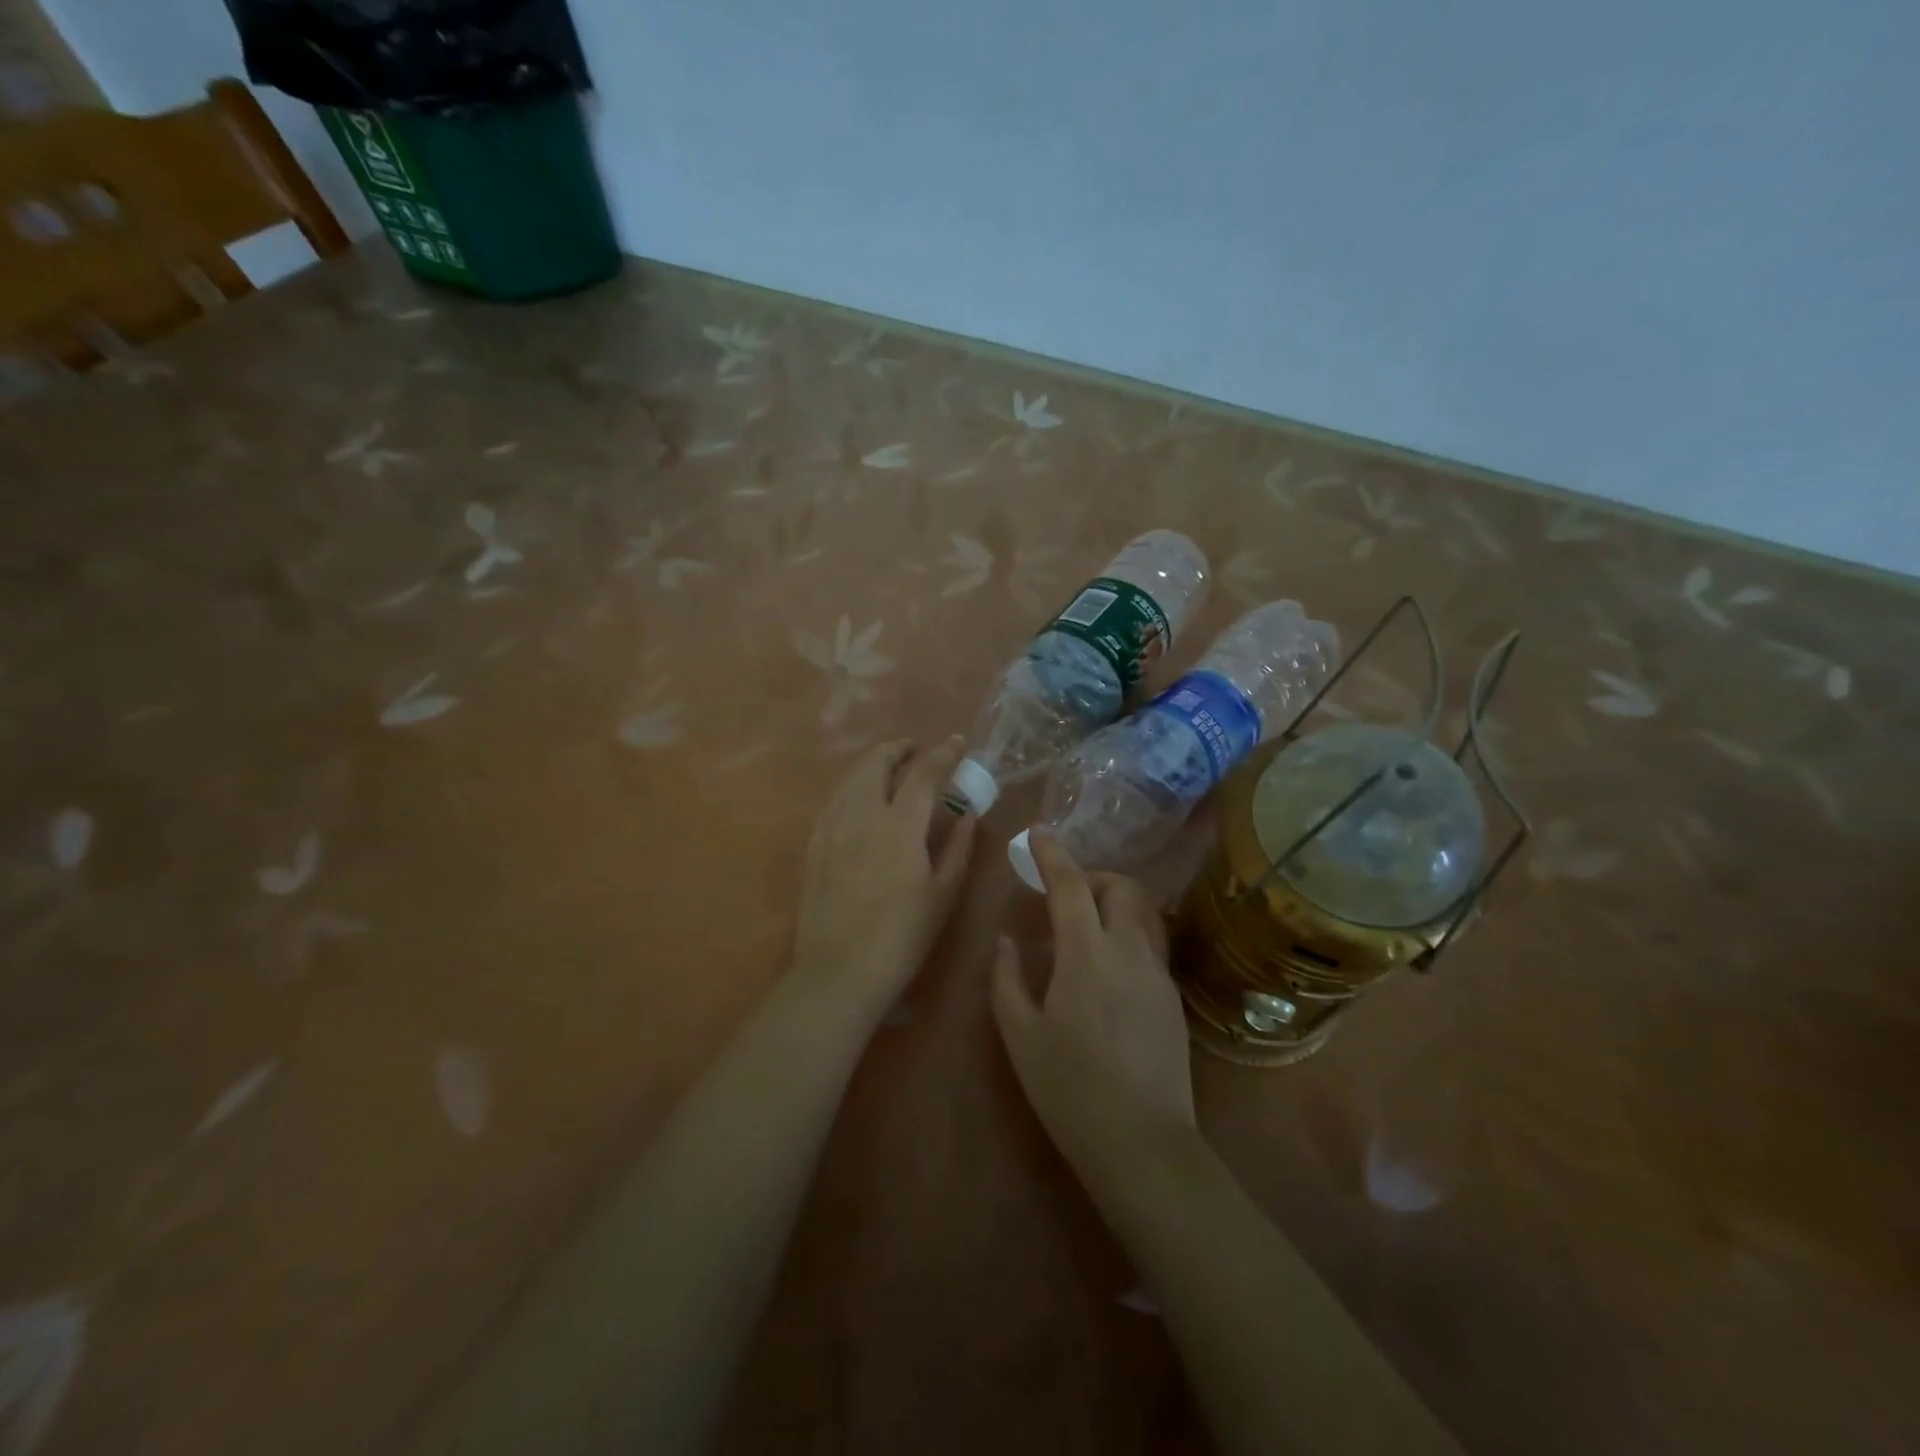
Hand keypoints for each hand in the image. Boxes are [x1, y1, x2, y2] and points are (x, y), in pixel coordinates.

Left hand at [791, 736, 976, 1015]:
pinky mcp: (814, 843)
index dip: (943, 753)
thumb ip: (957, 848)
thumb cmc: (902, 935)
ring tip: (890, 769)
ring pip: (851, 778)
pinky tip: (862, 801)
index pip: (924, 773)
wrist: (839, 970)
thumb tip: (967, 815)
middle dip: (898, 749)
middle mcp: (861, 813)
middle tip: (916, 750)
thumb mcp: (942, 894)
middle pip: (877, 762)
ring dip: (874, 764)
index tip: (956, 742)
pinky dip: (853, 787)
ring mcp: (831, 826)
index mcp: (900, 824)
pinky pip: (835, 799)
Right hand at [990, 833, 1194, 1180]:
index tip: (1038, 832)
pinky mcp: (1173, 998)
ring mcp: (1158, 974)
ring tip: (1084, 930)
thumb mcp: (1021, 1035)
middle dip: (1092, 877)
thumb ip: (1007, 979)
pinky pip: (1149, 945)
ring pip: (1142, 913)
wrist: (1144, 1145)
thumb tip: (1008, 940)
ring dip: (1113, 904)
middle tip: (1063, 898)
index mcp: (1086, 955)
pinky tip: (1105, 973)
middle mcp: (1129, 952)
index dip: (1052, 853)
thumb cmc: (1070, 1090)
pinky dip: (1125, 936)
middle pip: (1121, 887)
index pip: (1070, 884)